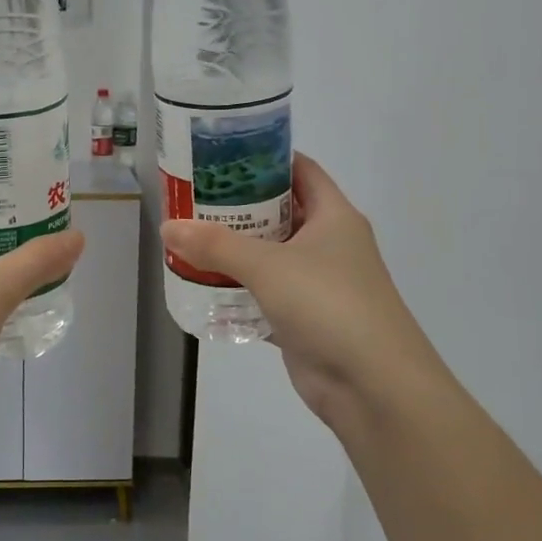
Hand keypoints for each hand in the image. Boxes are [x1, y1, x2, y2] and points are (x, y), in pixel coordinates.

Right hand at [159, 155, 443, 429]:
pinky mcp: (306, 319)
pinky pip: (266, 295)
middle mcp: (329, 243)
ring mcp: (319, 283)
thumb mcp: (268, 266)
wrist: (373, 385)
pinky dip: (239, 291)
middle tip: (193, 197)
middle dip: (239, 205)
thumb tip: (168, 228)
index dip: (265, 157)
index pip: (300, 169)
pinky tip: (204, 286)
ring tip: (190, 238)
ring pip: (271, 255)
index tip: (222, 155)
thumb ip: (216, 245)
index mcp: (334, 216)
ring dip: (235, 250)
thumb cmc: (328, 304)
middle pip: (280, 211)